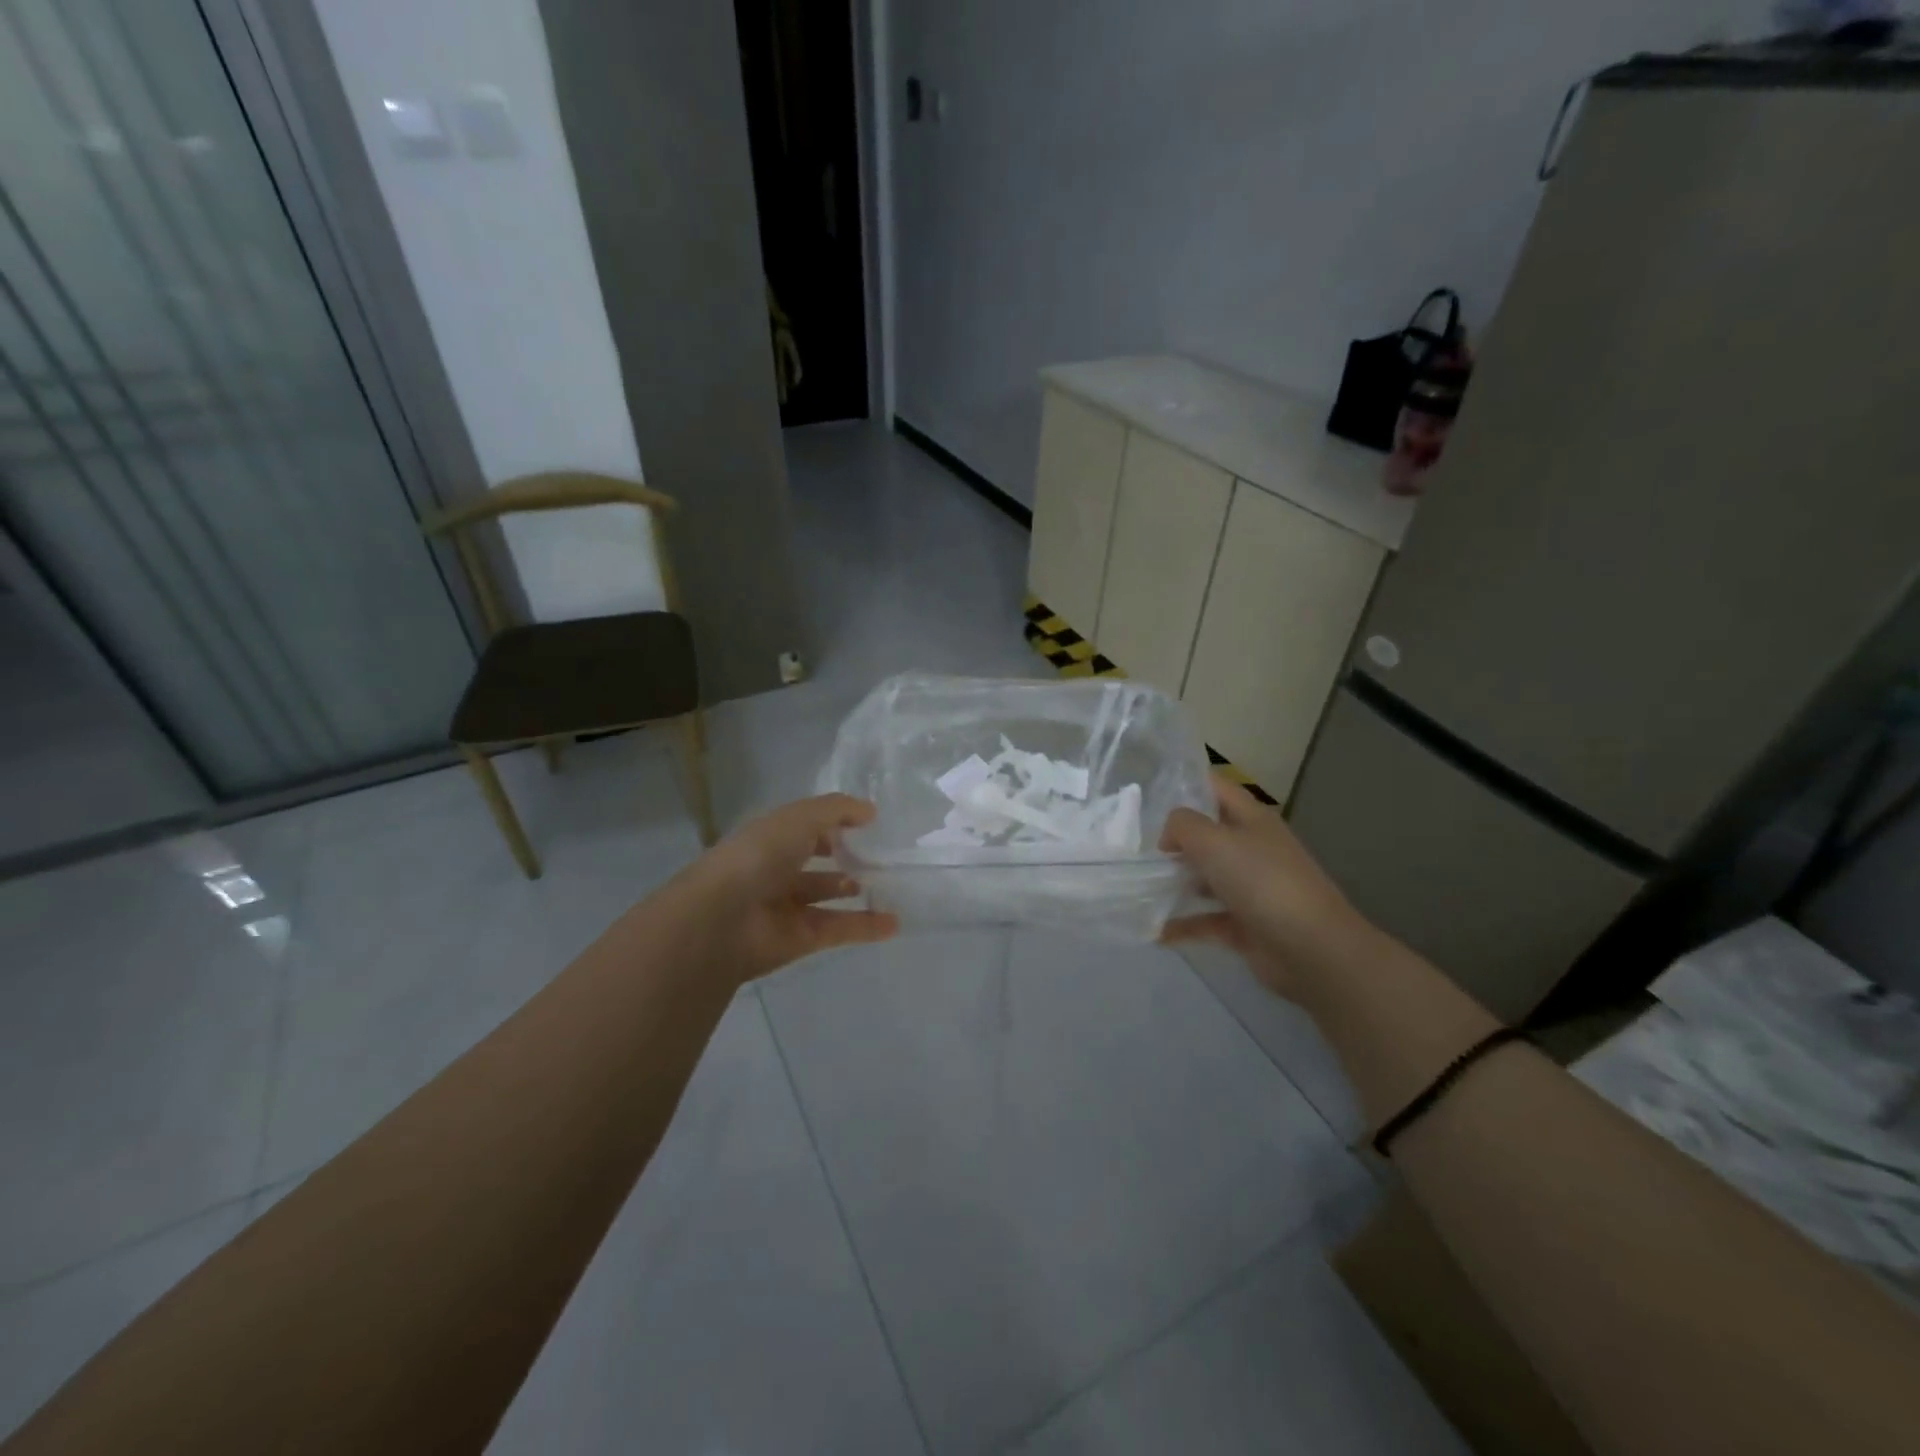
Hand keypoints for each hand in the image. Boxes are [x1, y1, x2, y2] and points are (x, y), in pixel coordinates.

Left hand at [669, 794, 897, 983]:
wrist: (723, 920)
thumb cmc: (758, 857)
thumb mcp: (799, 818)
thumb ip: (837, 810)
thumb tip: (870, 811)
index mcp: (769, 839)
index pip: (803, 828)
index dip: (831, 824)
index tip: (866, 824)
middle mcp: (775, 871)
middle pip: (814, 863)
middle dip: (843, 859)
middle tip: (880, 857)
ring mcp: (787, 908)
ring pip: (828, 897)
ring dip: (856, 892)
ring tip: (890, 886)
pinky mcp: (800, 940)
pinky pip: (838, 929)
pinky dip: (865, 927)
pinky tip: (894, 923)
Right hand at [1159, 775, 1369, 1001]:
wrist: (1312, 949)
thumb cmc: (1262, 882)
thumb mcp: (1214, 840)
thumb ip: (1182, 826)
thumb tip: (1168, 837)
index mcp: (1252, 819)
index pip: (1217, 788)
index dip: (1187, 783)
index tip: (1151, 792)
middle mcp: (1253, 849)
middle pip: (1208, 835)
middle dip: (1174, 838)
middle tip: (1135, 844)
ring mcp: (1250, 889)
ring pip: (1205, 878)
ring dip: (1175, 881)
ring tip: (1137, 885)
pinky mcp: (1246, 925)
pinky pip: (1206, 920)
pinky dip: (1182, 925)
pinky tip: (1154, 932)